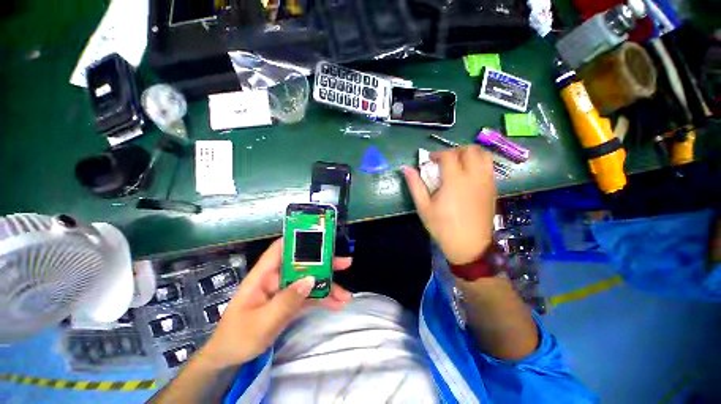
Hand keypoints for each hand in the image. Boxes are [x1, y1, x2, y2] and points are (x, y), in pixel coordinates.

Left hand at [199, 239, 351, 368]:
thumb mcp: (262, 322)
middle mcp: (276, 278)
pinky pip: (308, 297)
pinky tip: (337, 305)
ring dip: (327, 286)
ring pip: (309, 281)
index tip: (321, 238)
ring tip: (346, 295)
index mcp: (263, 275)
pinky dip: (322, 299)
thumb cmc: (238, 338)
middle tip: (345, 263)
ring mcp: (284, 290)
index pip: (281, 249)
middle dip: (324, 264)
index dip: (299, 239)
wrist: (229, 360)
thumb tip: (310, 279)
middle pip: (302, 264)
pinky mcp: (289, 302)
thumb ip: (286, 300)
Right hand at [403, 146, 495, 264]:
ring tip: (459, 164)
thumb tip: (406, 168)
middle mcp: (474, 176)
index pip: (449, 155)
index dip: (437, 154)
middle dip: (455, 151)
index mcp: (455, 180)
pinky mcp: (493, 189)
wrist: (469, 246)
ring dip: (470, 154)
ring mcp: (486, 182)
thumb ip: (415, 185)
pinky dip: (479, 163)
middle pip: (470, 150)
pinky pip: (489, 167)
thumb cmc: (442, 227)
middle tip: (445, 161)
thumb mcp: (423, 207)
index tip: (430, 160)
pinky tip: (469, 176)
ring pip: (484, 155)